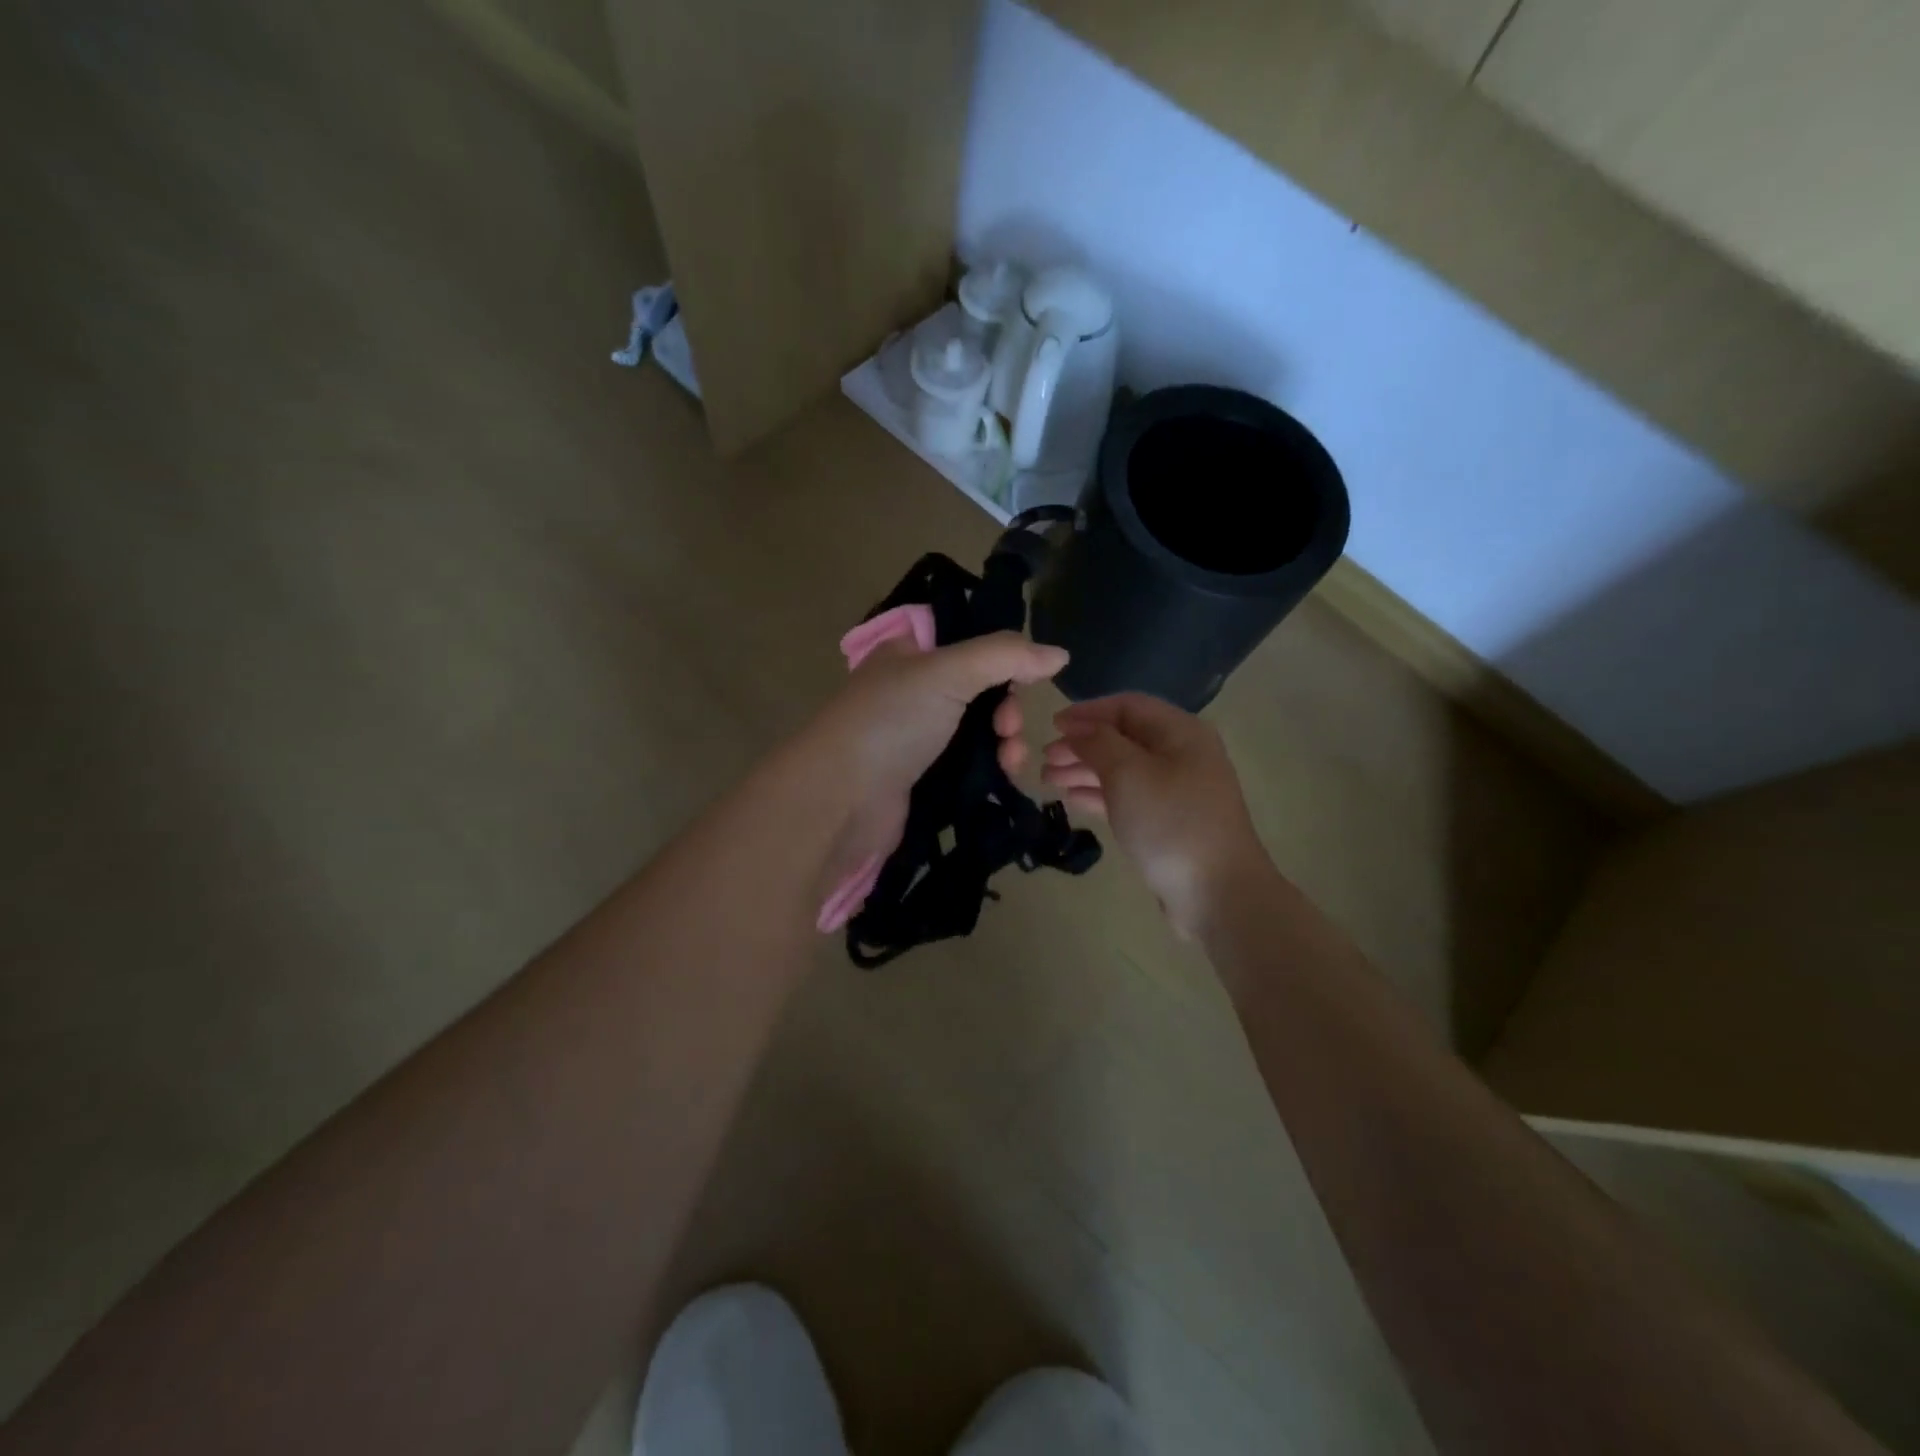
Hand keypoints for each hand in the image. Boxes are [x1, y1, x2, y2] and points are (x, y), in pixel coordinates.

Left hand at [805, 632, 1067, 899]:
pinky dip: (992, 767)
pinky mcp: (922, 776)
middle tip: (1007, 728)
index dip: (1003, 660)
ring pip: (980, 730)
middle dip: (1007, 708)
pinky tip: (1004, 777)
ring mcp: (916, 736)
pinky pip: (970, 763)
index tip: (1022, 680)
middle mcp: (912, 690)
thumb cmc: (891, 722)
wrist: (842, 799)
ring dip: (1006, 741)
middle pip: (981, 689)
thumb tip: (1060, 655)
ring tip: (1010, 761)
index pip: (970, 644)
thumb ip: (1005, 656)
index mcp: (910, 653)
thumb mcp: (947, 672)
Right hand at [1042, 693, 1267, 937]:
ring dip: (1085, 770)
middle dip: (1082, 744)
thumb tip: (1078, 728)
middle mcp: (1182, 755)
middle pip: (1124, 738)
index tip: (1051, 725)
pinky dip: (1099, 794)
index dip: (1087, 712)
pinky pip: (1129, 797)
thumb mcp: (1128, 773)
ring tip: (1048, 780)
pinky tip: (1072, 799)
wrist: (1217, 893)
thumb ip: (1098, 743)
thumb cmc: (1170, 822)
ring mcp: (1178, 791)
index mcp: (1180, 732)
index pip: (1127, 706)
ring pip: (1123, 769)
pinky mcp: (1170, 822)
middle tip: (1044, 758)